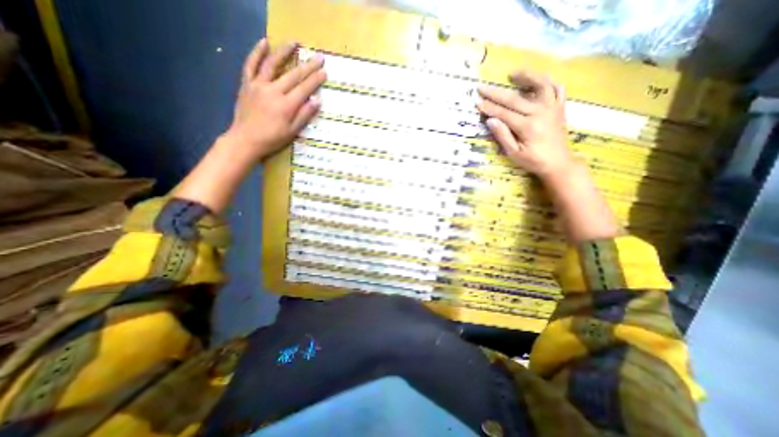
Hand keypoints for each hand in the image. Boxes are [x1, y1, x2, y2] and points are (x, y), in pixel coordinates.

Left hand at [222, 38, 325, 159]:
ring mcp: (258, 85)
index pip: (304, 88)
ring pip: (272, 64)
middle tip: (318, 57)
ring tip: (294, 42)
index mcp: (286, 105)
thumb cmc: (272, 139)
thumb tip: (317, 100)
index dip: (316, 79)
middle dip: (308, 66)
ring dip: (284, 52)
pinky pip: (251, 65)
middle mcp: (273, 91)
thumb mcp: (293, 131)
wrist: (246, 140)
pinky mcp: (247, 84)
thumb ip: (304, 115)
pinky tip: (264, 42)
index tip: (324, 71)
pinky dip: (257, 52)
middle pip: (293, 75)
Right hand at [478, 72, 573, 181]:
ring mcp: (552, 108)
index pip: (503, 113)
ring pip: (540, 85)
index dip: (489, 107)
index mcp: (527, 126)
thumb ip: (503, 136)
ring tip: (512, 74)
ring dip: (526, 76)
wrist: (558, 163)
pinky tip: (537, 81)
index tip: (477, 101)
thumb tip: (490, 120)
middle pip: (514, 98)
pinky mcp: (559, 108)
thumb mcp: (514, 153)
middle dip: (496, 93)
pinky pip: (556, 89)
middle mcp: (540, 112)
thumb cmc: (533, 161)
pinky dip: (547, 82)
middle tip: (482, 87)